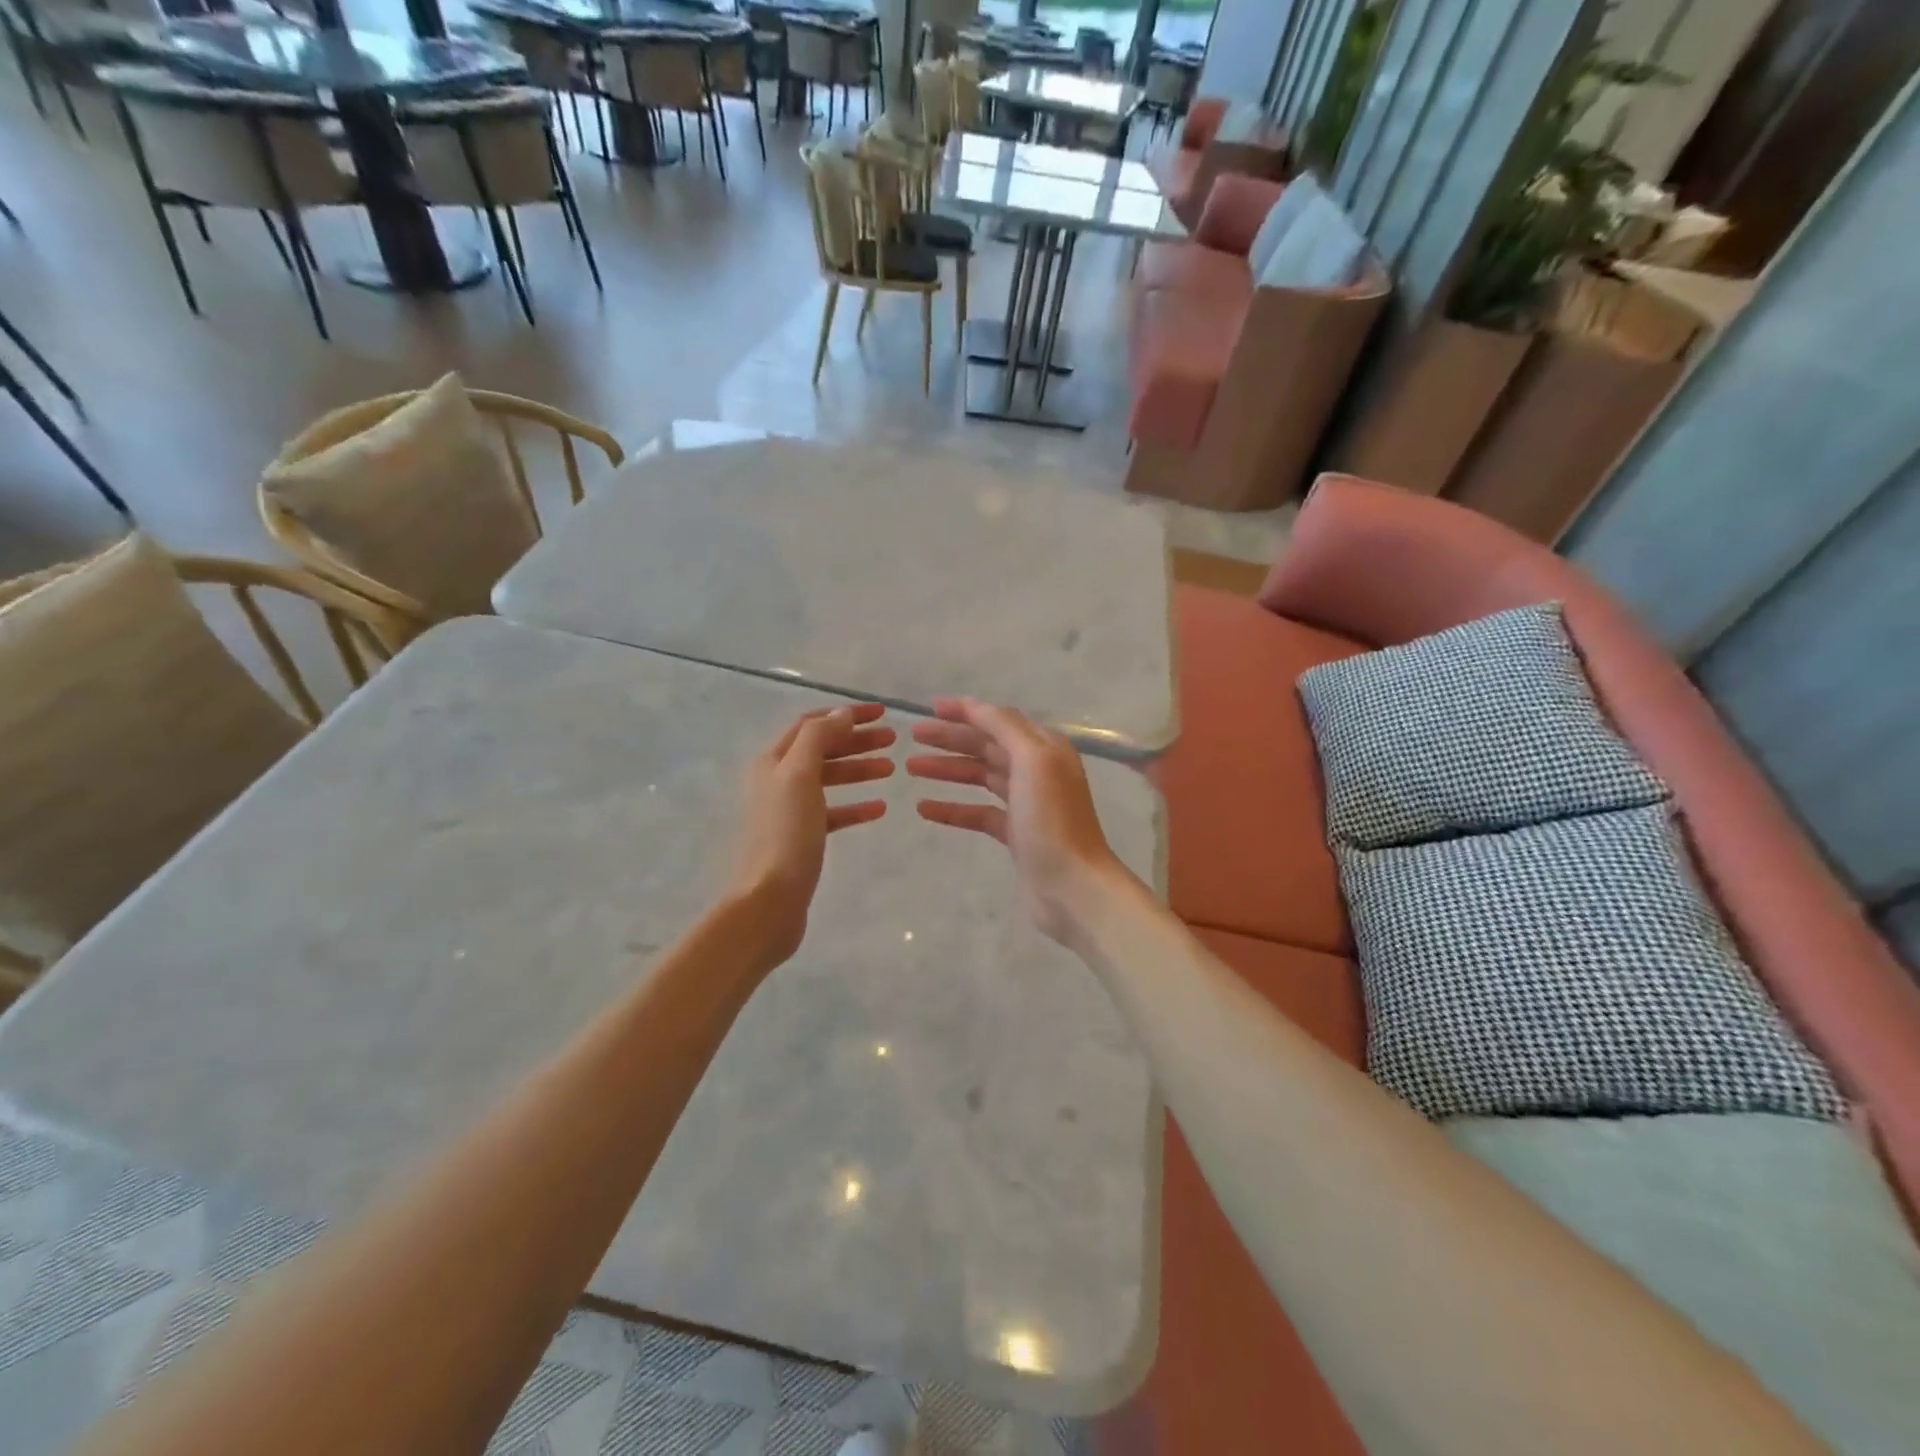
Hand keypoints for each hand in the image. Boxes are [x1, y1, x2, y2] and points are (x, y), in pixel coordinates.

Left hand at [732, 704, 893, 968]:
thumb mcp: (800, 775)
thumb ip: (820, 738)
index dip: (845, 714)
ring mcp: (789, 810)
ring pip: (829, 779)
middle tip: (893, 738)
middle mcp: (776, 780)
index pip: (811, 724)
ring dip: (859, 769)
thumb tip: (842, 713)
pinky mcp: (802, 838)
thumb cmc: (786, 833)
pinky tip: (879, 808)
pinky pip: (833, 813)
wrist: (770, 899)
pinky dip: (855, 806)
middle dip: (856, 740)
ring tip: (892, 768)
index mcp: (772, 760)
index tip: (881, 712)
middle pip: (821, 749)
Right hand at [907, 697, 1127, 945]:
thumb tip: (976, 706)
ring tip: (912, 767)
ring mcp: (1026, 804)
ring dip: (948, 770)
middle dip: (951, 739)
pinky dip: (952, 809)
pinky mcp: (1015, 834)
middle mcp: (1037, 770)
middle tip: (913, 736)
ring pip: (980, 777)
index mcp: (1045, 748)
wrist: (1072, 885)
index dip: (966, 711)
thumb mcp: (1032, 760)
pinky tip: (924, 808)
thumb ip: (1004, 727)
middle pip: (987, 746)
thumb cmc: (1052, 819)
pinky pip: (978, 813)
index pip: (999, 719)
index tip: (931, 707)